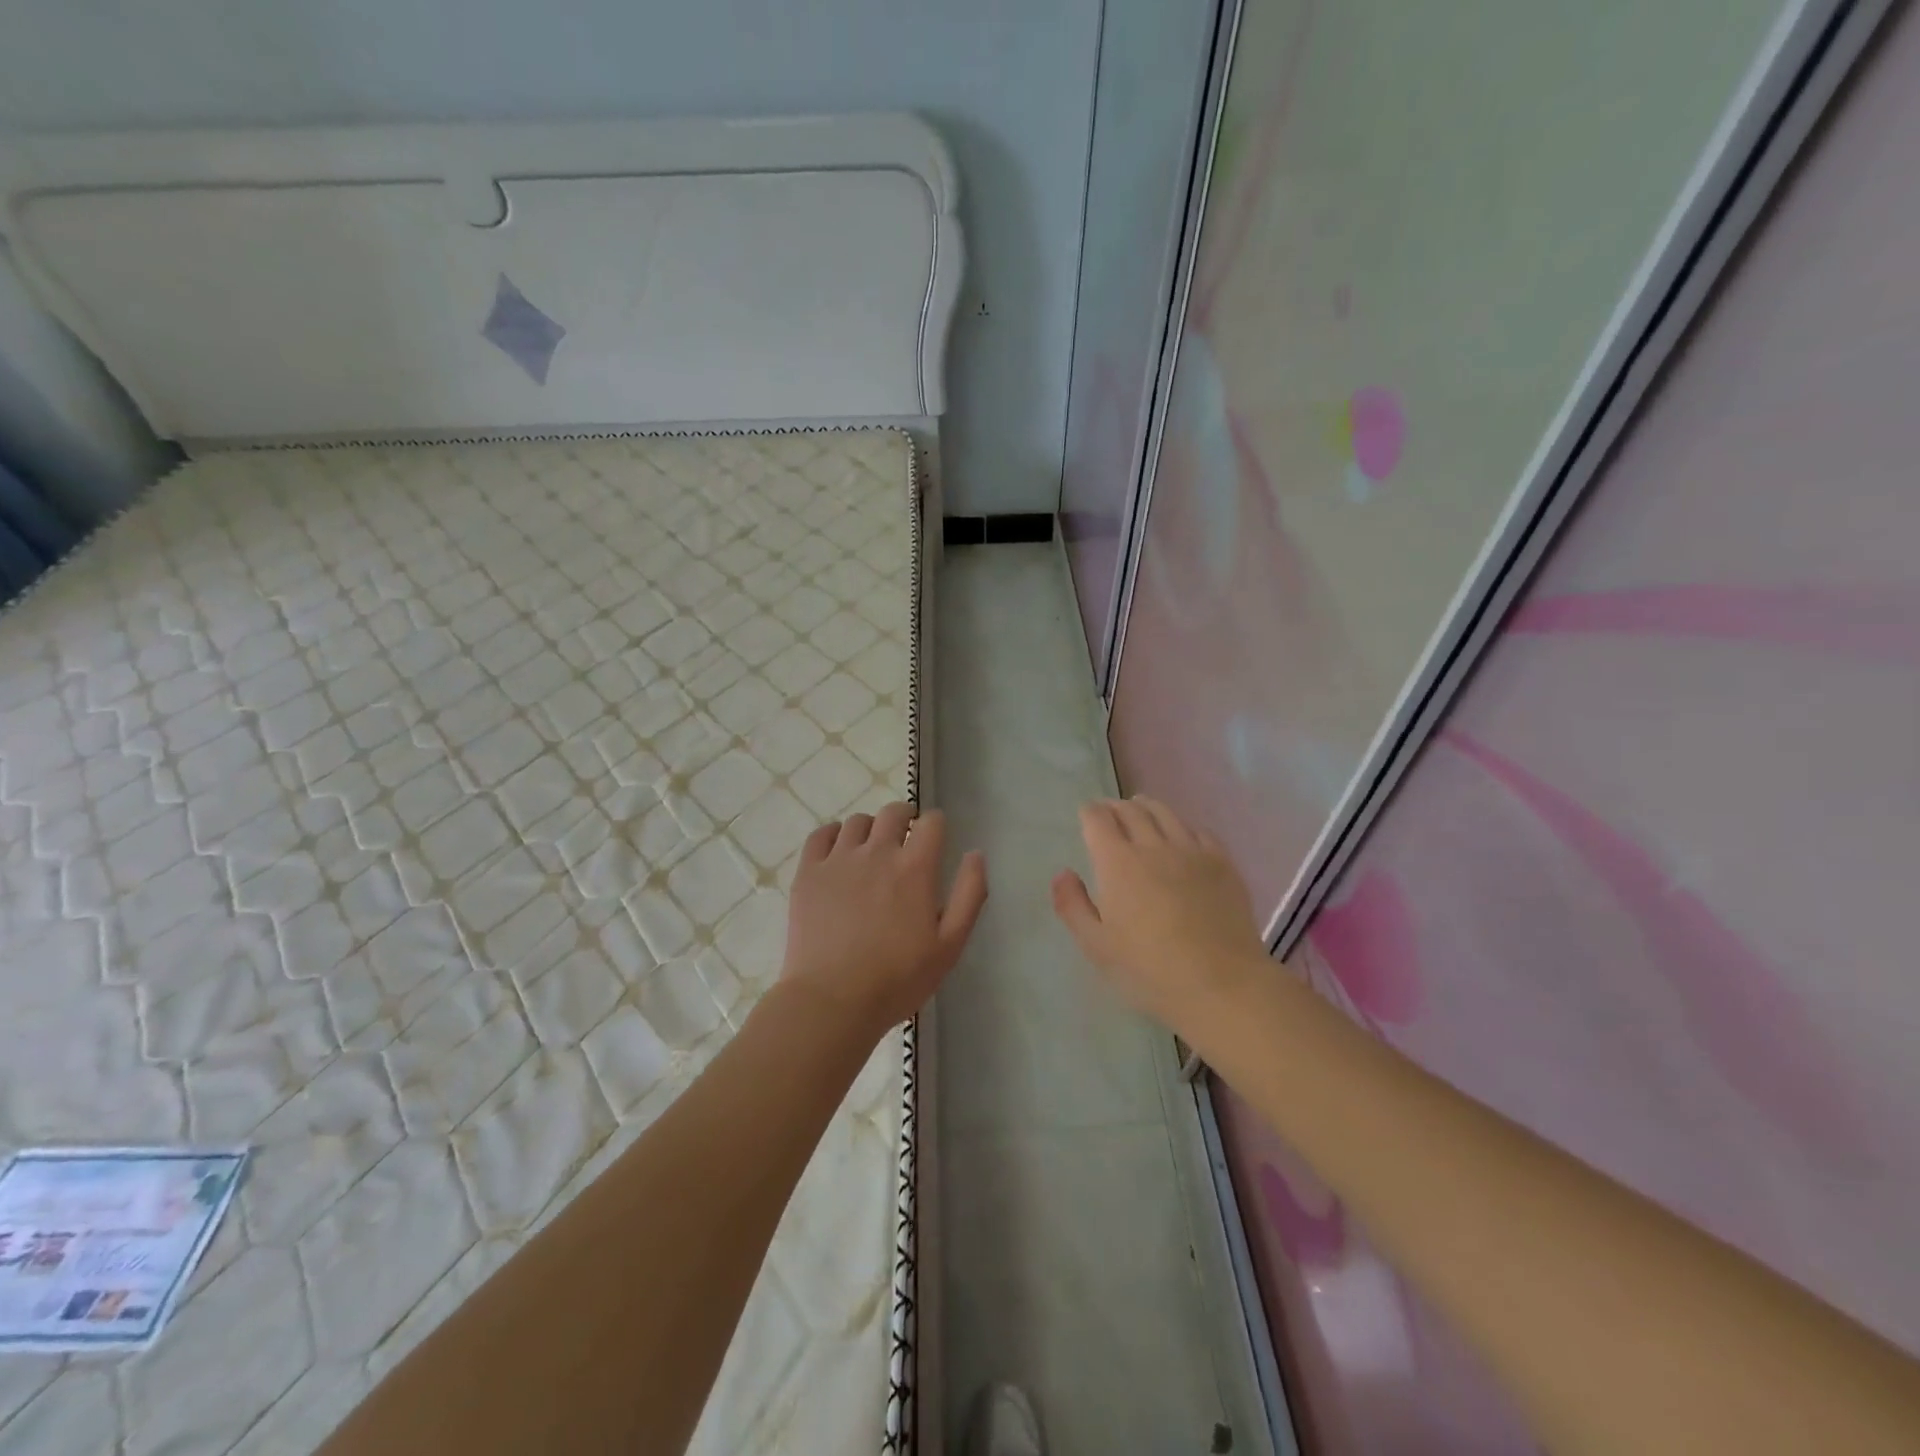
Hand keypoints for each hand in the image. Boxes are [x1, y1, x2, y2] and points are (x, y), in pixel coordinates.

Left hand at [781, 802, 987, 1037]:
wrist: (833, 1000)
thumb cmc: (898, 979)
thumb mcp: (950, 945)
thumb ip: (969, 894)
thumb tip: (975, 854)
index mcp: (915, 868)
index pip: (931, 822)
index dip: (936, 825)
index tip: (935, 839)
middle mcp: (878, 852)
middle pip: (893, 813)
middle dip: (905, 818)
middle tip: (905, 839)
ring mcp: (839, 860)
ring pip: (858, 822)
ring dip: (871, 829)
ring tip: (871, 850)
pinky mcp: (809, 872)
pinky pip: (821, 835)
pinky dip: (834, 835)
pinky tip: (838, 853)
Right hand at [1051, 796, 1266, 1032]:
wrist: (1221, 984)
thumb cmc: (1149, 970)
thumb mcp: (1096, 946)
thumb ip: (1073, 905)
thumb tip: (1063, 873)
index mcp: (1118, 862)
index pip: (1098, 819)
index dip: (1089, 813)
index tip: (1086, 816)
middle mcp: (1154, 846)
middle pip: (1131, 811)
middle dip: (1115, 807)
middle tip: (1109, 812)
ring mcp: (1192, 851)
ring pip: (1166, 813)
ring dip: (1147, 807)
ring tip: (1141, 810)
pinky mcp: (1222, 862)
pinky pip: (1198, 830)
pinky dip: (1182, 826)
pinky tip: (1181, 837)